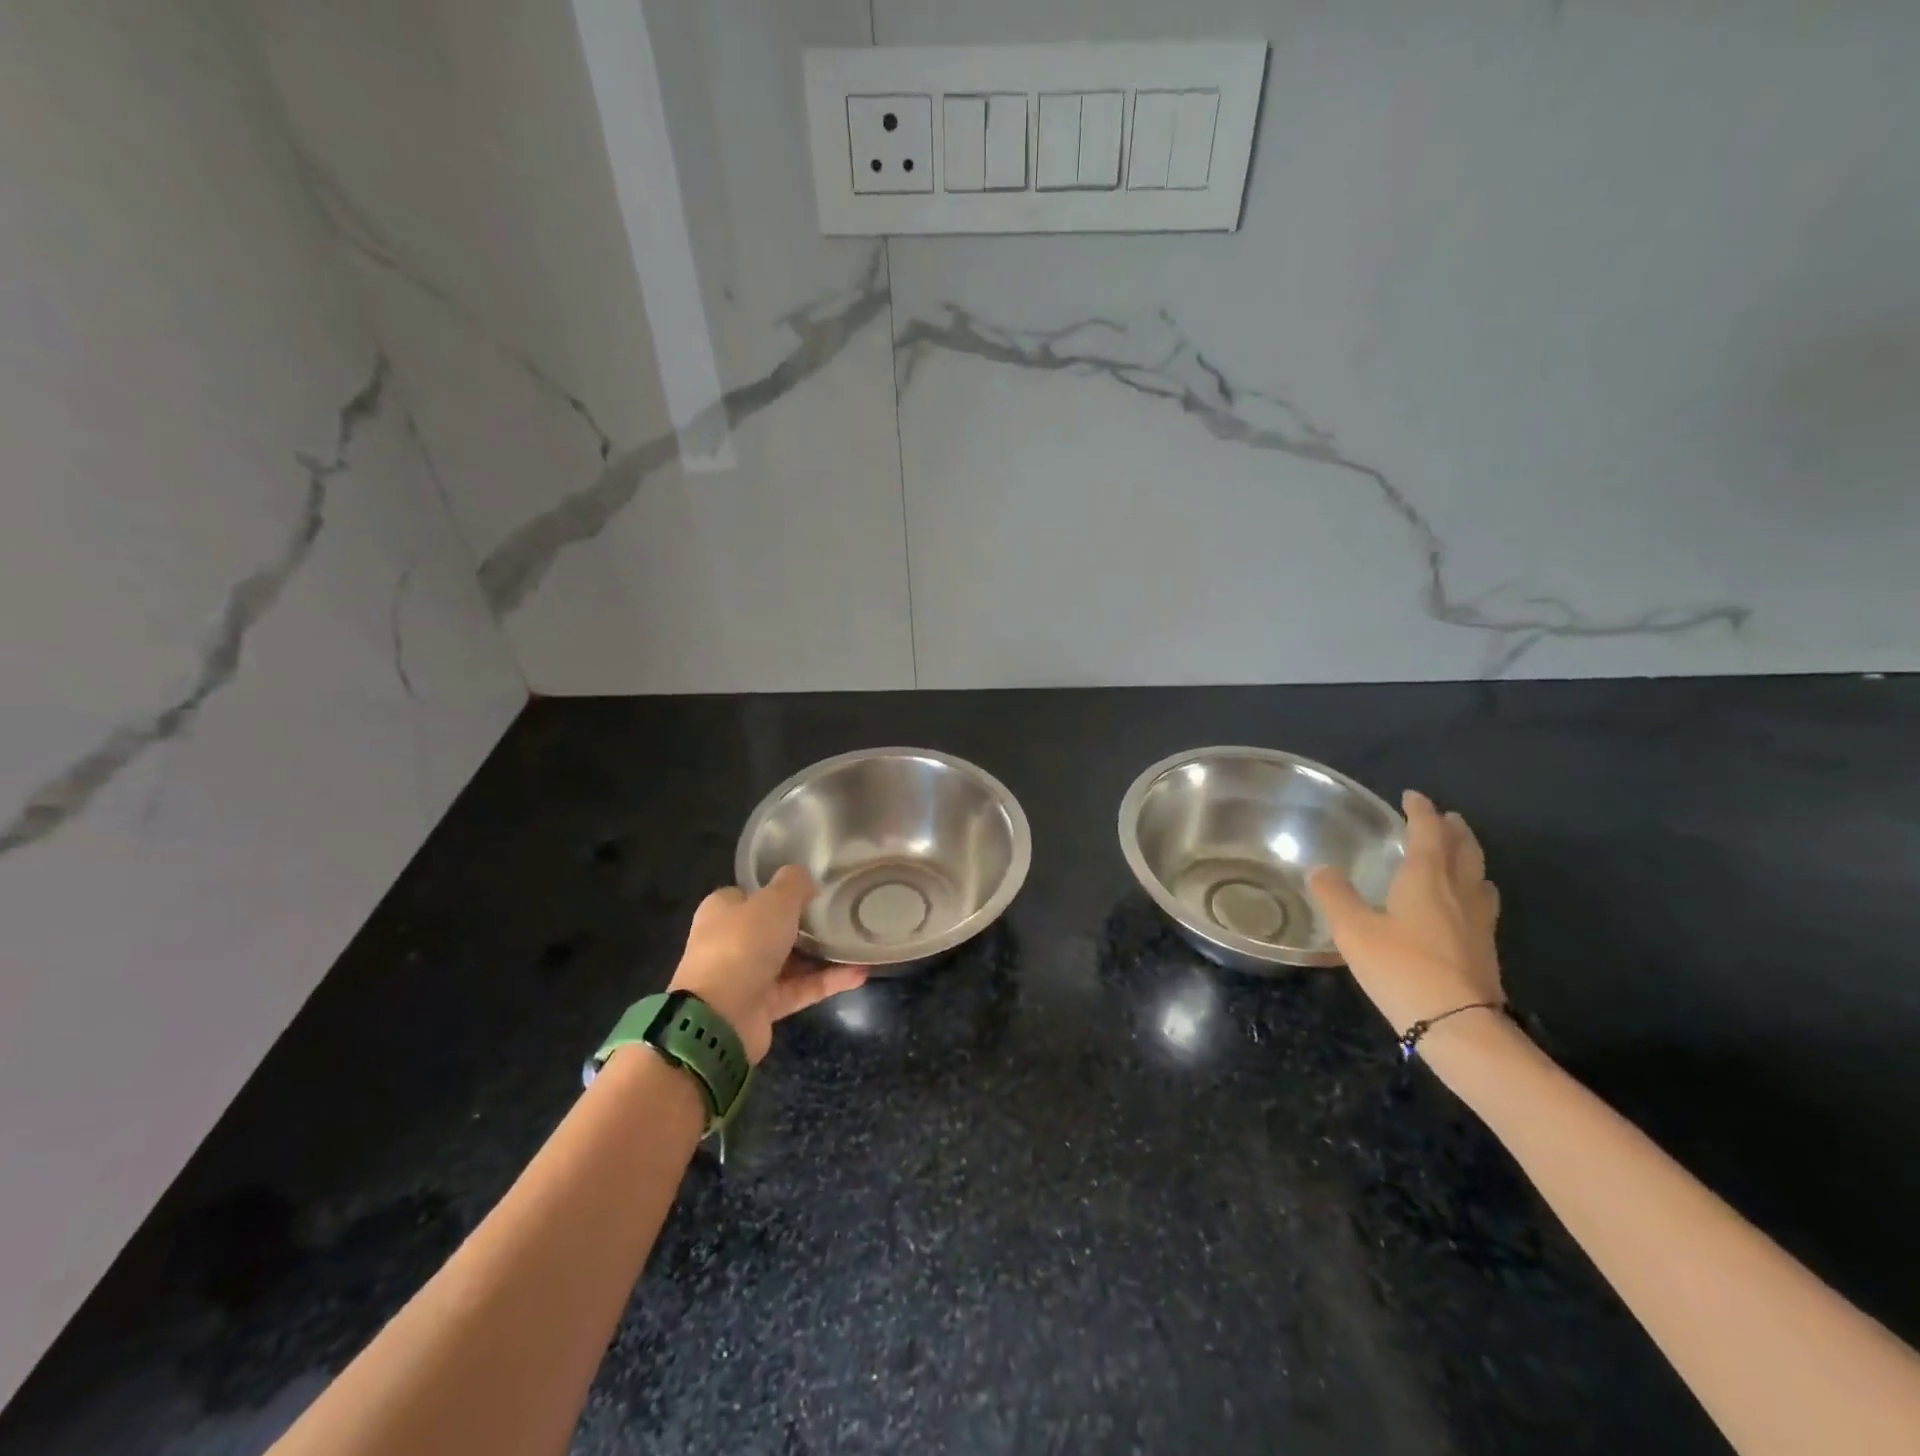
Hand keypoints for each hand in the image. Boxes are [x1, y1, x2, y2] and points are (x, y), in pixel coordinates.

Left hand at [667, 867, 866, 1063]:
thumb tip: (804, 878)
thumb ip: (793, 883)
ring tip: (859, 944)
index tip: (814, 890)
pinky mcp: (764, 1006)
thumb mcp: (774, 900)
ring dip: (823, 954)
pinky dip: (829, 981)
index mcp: (723, 911)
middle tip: (842, 914)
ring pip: (791, 960)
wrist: (721, 1017)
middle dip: (806, 924)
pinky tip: (860, 974)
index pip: (752, 894)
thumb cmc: (743, 944)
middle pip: (774, 928)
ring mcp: (747, 976)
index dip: (780, 891)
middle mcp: (731, 941)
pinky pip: (802, 988)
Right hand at [1307, 790, 1503, 1038]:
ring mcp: (1478, 920)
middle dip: (1452, 829)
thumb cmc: (1402, 968)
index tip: (1411, 796)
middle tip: (1442, 818)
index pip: (1427, 832)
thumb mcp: (1354, 931)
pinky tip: (1461, 905)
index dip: (1420, 811)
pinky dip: (1471, 888)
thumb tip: (1321, 869)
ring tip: (1456, 855)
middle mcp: (1458, 891)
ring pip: (1478, 875)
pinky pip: (1481, 902)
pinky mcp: (1485, 947)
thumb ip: (1336, 896)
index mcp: (1427, 878)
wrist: (1458, 1025)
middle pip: (1463, 849)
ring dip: (1468, 857)